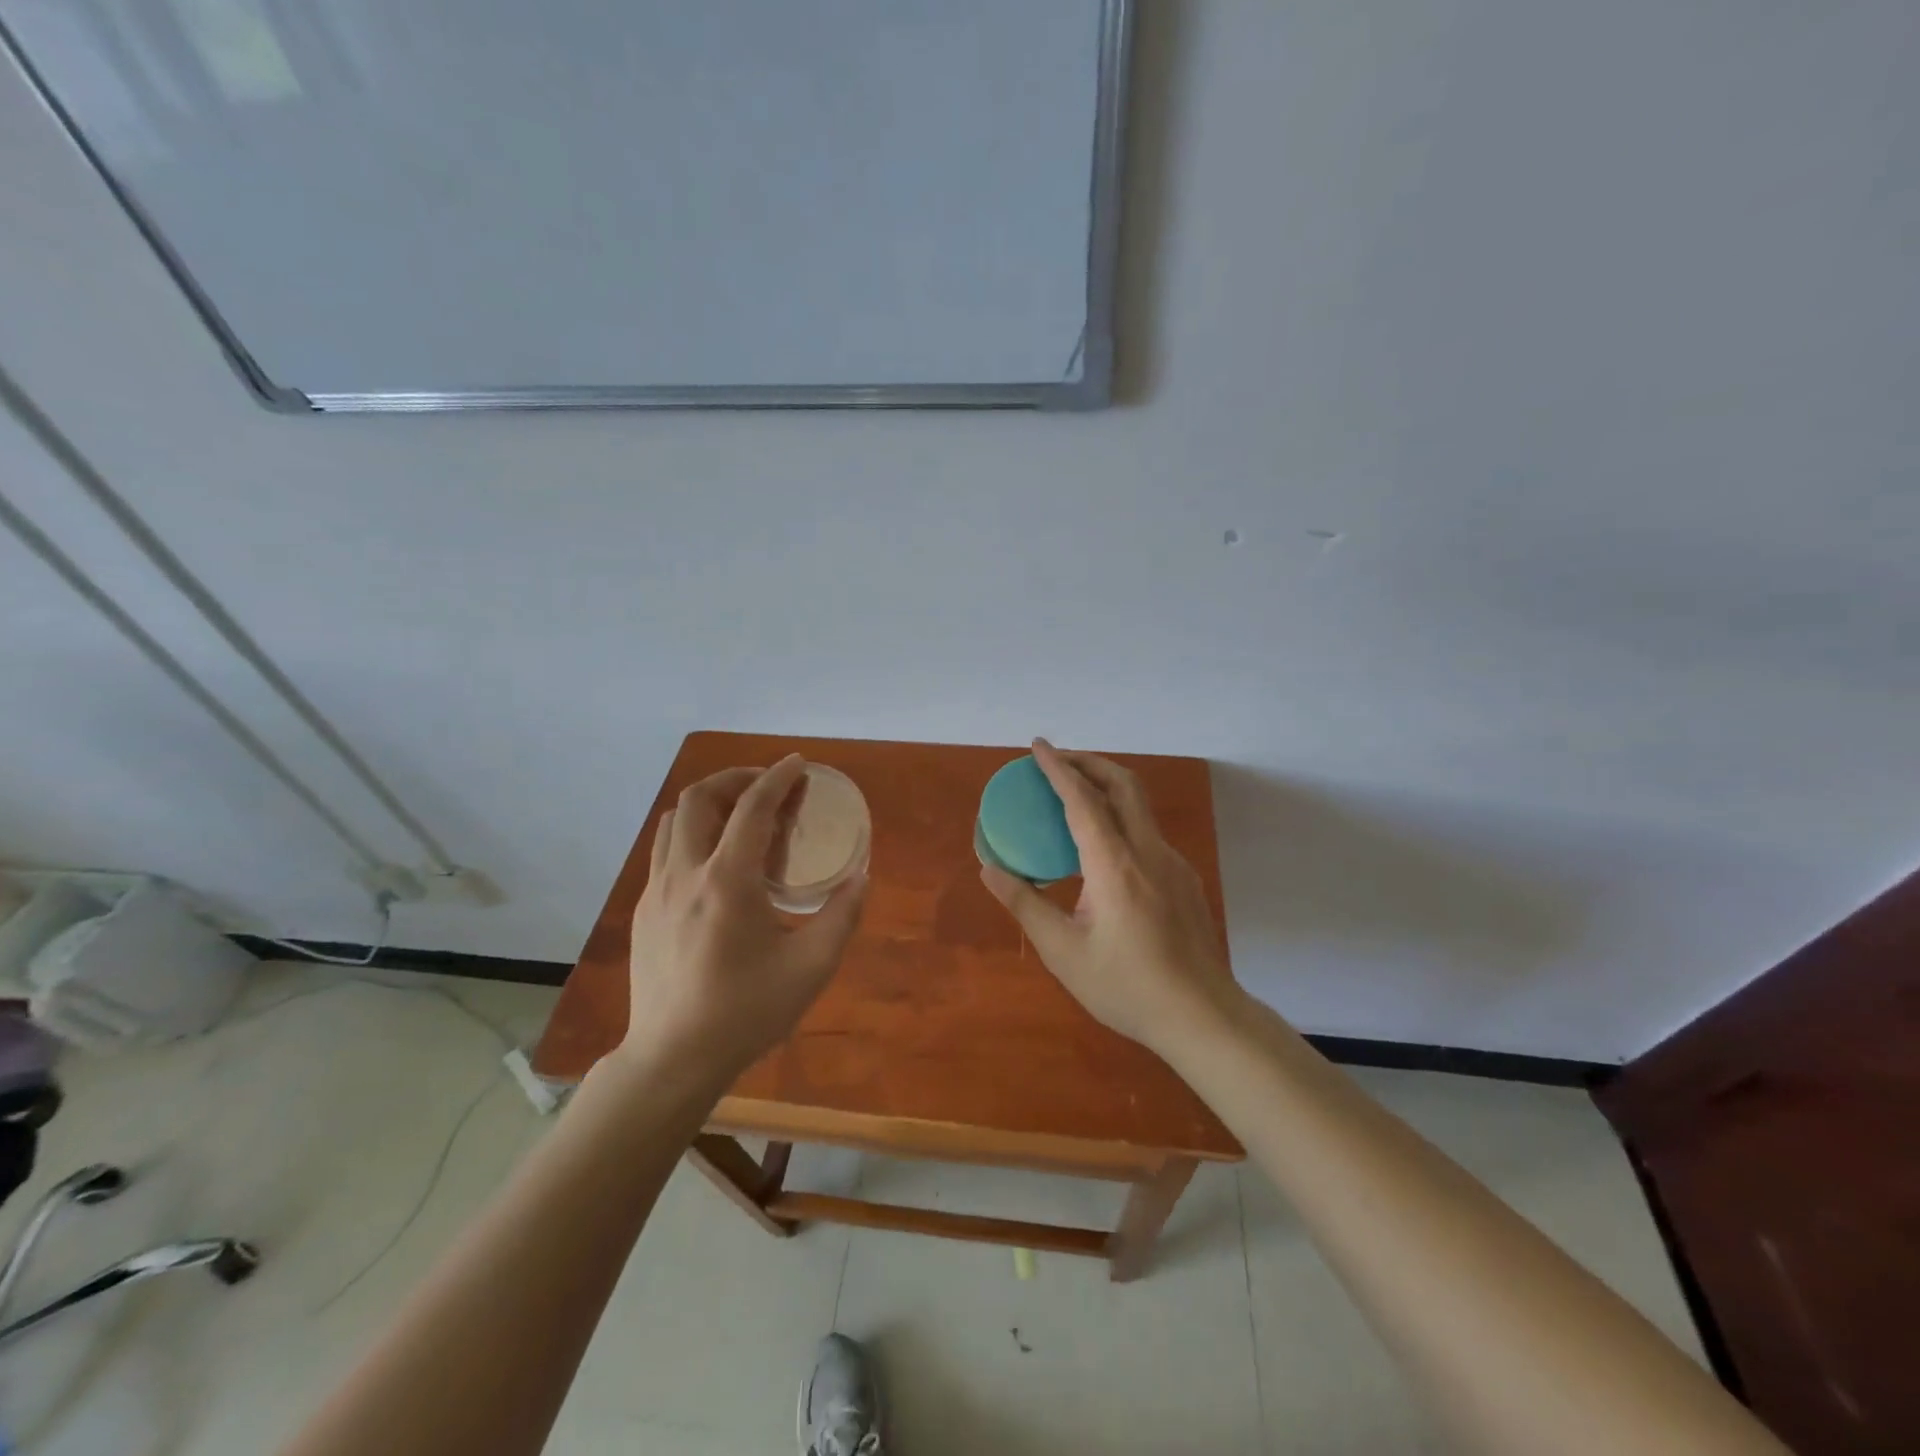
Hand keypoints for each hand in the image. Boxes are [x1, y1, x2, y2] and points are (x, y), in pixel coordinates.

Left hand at [619, 755, 866, 1083]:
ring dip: (709, 804)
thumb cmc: (746, 1012)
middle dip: (735, 779)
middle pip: (699, 799)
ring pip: (673, 821)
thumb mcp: (812, 968)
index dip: (777, 778)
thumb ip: (842, 916)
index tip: (798, 764)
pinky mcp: (643, 911)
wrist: (673, 1058)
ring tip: (740, 815)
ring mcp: (656, 891)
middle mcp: (685, 874)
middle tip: (766, 786)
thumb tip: (861, 878)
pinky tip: (716, 862)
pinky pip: (664, 851)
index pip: (752, 809)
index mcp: (727, 882)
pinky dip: (692, 834)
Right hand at [979, 739, 1241, 1058]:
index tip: (1038, 746)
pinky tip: (1103, 849)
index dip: (1058, 768)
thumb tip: (989, 868)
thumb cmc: (1127, 988)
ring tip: (1075, 795)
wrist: (1203, 1017)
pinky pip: (1147, 833)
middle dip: (1089, 762)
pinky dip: (1120, 818)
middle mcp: (1148, 852)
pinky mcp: (1184, 879)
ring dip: (1107, 787)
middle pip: (1123, 784)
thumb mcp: (1064, 953)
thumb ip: (1025, 904)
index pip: (1083, 800)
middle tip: (1057, 760)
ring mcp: (1173, 864)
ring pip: (1140, 806)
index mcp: (1115, 866)